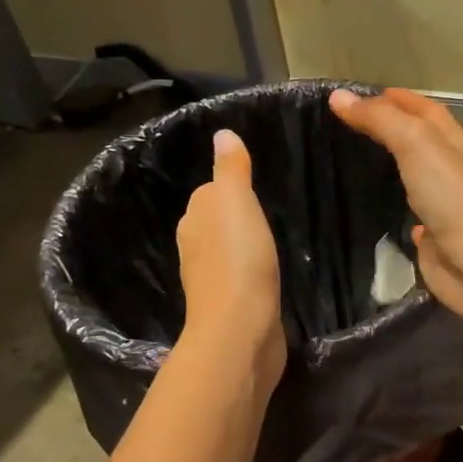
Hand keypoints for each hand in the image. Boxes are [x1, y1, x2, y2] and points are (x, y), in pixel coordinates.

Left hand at [176, 129, 286, 388]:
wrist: (241, 327)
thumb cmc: (239, 257)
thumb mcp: (236, 201)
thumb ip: (231, 169)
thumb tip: (222, 134)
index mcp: (193, 221)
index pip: (208, 194)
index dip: (229, 189)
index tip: (254, 186)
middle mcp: (194, 248)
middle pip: (214, 223)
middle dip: (234, 218)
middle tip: (266, 212)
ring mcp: (210, 280)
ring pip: (226, 251)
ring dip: (241, 246)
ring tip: (268, 241)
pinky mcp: (229, 305)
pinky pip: (240, 277)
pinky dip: (250, 272)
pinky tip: (266, 273)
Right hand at [328, 88, 462, 322]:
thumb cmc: (452, 196)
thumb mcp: (415, 143)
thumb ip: (379, 119)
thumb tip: (339, 97)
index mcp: (454, 141)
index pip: (424, 108)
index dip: (396, 98)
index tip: (358, 96)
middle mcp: (452, 169)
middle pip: (421, 140)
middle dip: (392, 128)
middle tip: (349, 125)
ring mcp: (444, 204)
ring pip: (415, 176)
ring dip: (393, 165)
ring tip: (355, 159)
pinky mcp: (434, 236)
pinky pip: (412, 213)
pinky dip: (398, 205)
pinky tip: (378, 204)